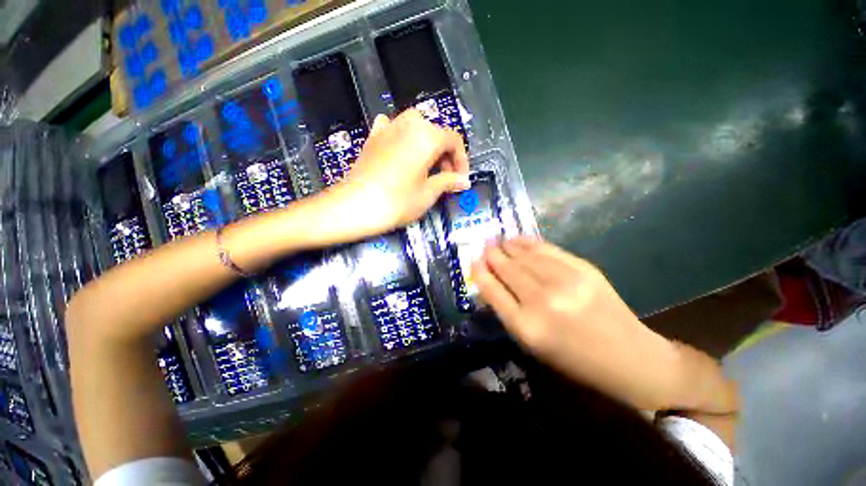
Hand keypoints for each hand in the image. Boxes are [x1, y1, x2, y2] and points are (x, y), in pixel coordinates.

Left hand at [326, 110, 469, 235]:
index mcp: (427, 136)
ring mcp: (388, 127)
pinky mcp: (373, 136)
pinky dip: (403, 139)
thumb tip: (464, 181)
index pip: (454, 140)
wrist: (354, 206)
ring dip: (427, 146)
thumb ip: (448, 182)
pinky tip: (402, 152)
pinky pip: (394, 129)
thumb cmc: (396, 202)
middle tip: (445, 178)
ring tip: (426, 168)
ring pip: (417, 129)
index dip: (461, 160)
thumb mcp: (428, 194)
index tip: (460, 179)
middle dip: (445, 155)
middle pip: (436, 133)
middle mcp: (409, 123)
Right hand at [472, 237, 686, 410]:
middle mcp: (542, 301)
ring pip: (525, 255)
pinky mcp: (583, 268)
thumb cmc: (572, 358)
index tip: (473, 262)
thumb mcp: (532, 344)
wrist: (628, 357)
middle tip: (485, 247)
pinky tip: (518, 239)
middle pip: (507, 269)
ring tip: (499, 242)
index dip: (480, 272)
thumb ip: (508, 311)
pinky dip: (528, 242)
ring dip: (508, 246)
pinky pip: (547, 249)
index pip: (492, 290)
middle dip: (492, 255)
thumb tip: (490, 281)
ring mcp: (565, 281)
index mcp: (526, 327)